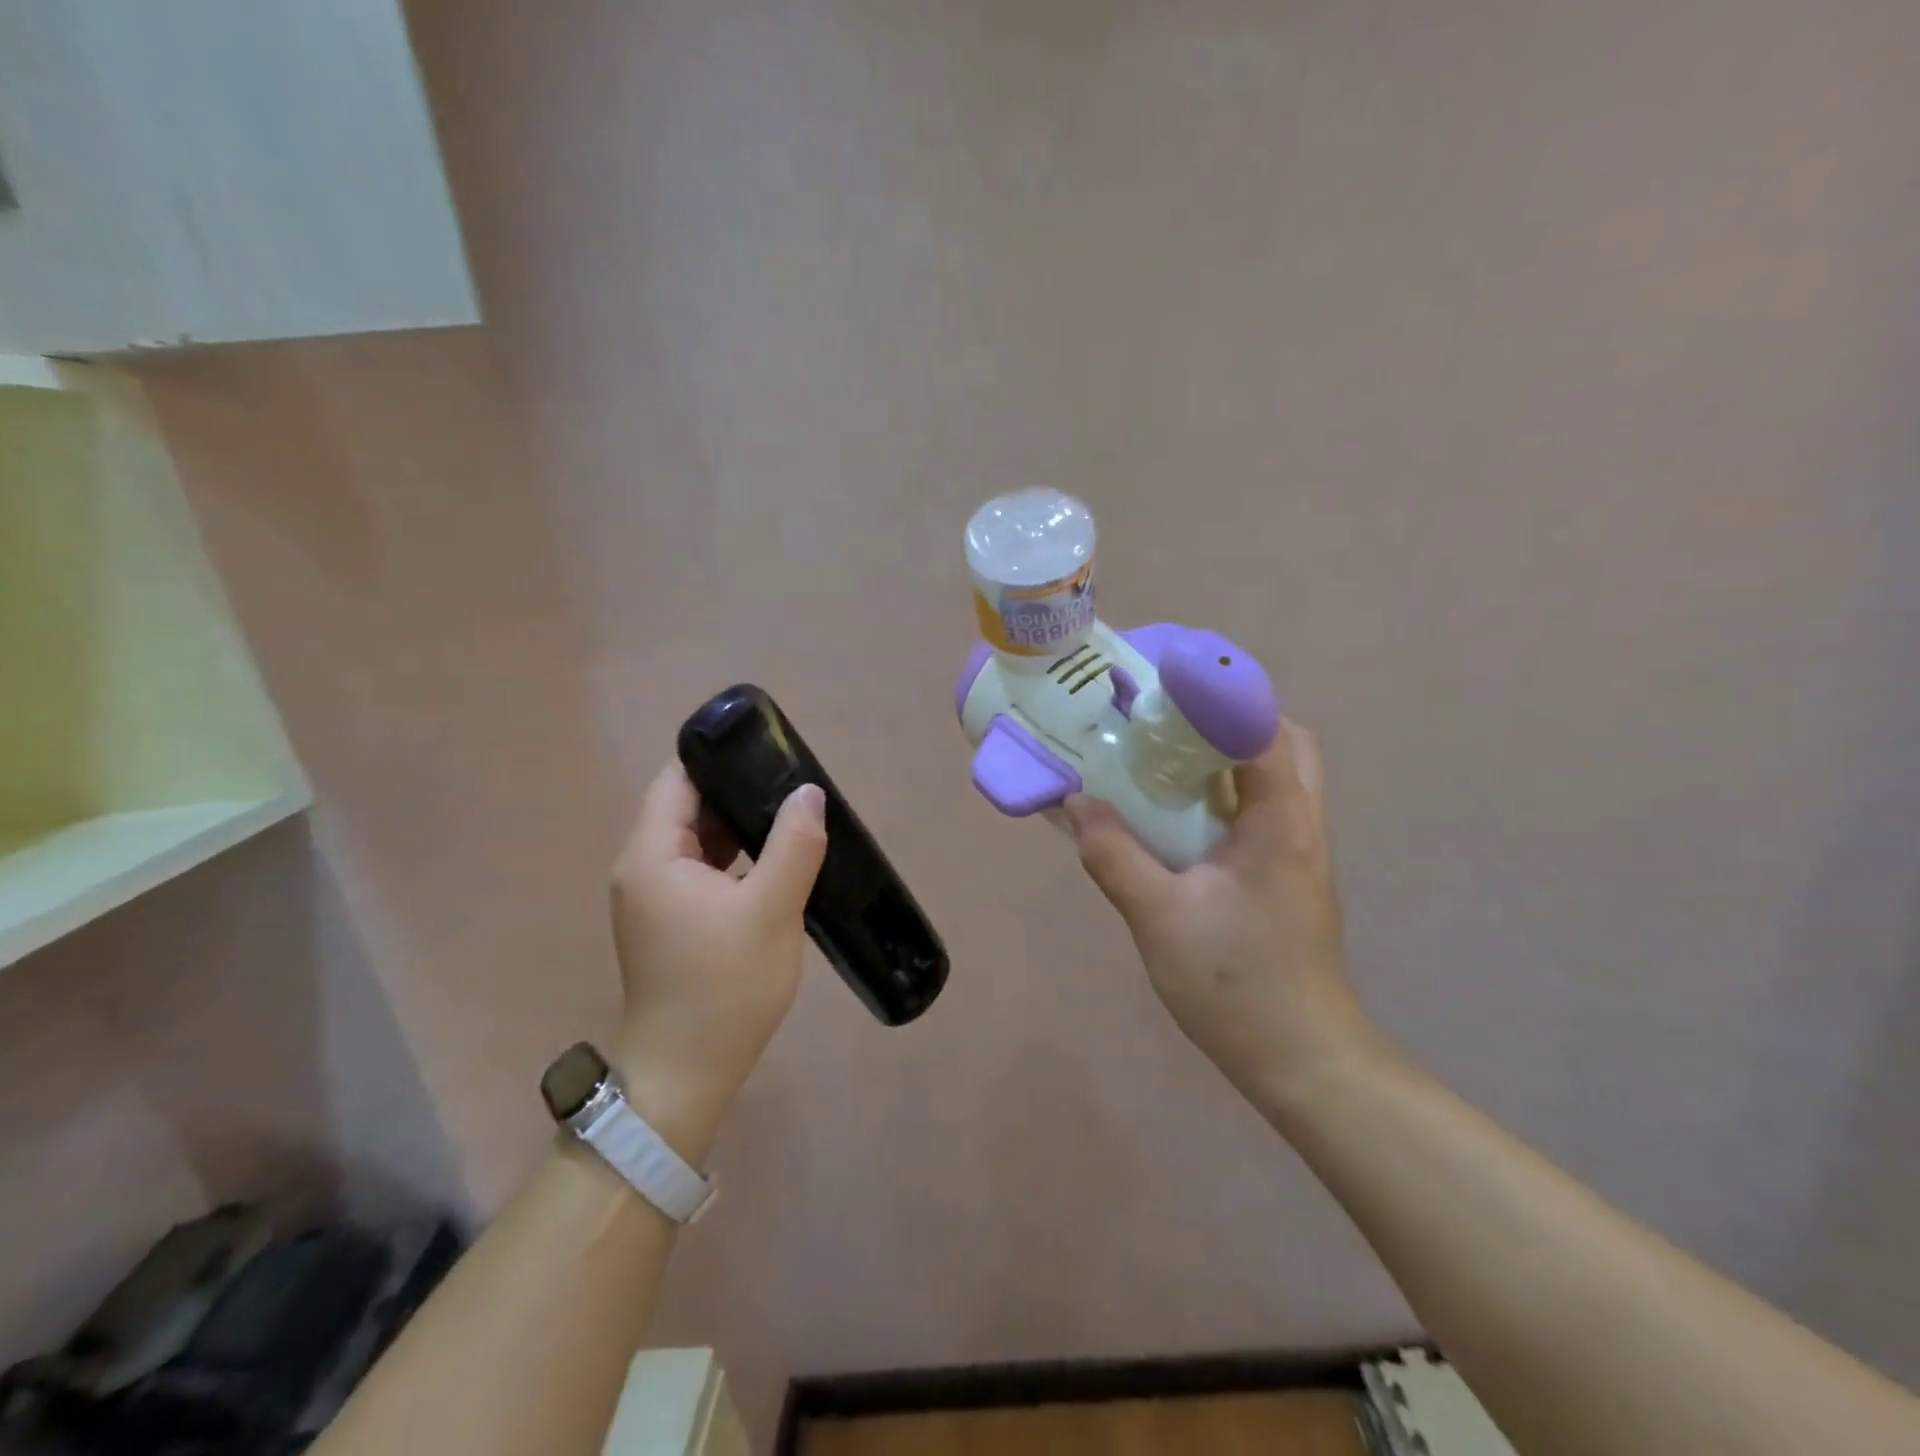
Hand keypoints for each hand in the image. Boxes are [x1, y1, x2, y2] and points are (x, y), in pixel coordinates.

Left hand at [607, 761, 827, 1162]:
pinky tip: (773, 857)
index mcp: (653, 854)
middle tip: (792, 781)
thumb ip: (792, 844)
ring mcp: (654, 896)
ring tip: (790, 813)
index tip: (768, 748)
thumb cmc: (725, 987)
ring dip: (739, 825)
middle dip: (737, 790)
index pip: (678, 780)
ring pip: (697, 839)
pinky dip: (734, 856)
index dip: (719, 757)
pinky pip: (702, 869)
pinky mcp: (670, 920)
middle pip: (687, 806)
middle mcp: (643, 867)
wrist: (687, 1075)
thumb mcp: (771, 910)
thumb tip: (809, 792)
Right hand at [1064, 721, 1378, 1103]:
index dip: (1216, 693)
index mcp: (1280, 823)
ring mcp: (1298, 852)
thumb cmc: (1237, 986)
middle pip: (1284, 742)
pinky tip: (1179, 816)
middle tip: (1171, 720)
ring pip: (1276, 777)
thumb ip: (1115, 856)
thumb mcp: (1160, 919)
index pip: (1262, 728)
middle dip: (1232, 717)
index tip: (1164, 681)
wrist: (1303, 1061)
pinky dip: (1226, 793)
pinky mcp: (1286, 876)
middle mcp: (1299, 825)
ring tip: (1168, 756)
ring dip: (1230, 754)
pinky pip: (1261, 810)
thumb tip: (1075, 804)